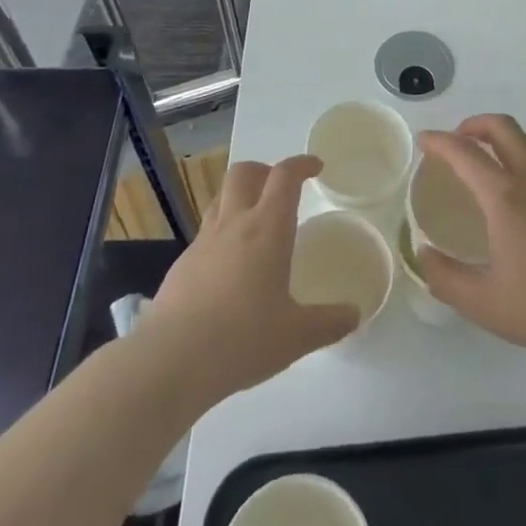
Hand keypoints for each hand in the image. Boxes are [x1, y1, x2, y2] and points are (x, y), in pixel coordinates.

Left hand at [139, 156, 358, 410]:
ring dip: (240, 197)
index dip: (301, 164)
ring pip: (221, 198)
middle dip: (264, 171)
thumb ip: (329, 323)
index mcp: (267, 228)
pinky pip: (205, 234)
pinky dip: (221, 235)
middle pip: (244, 172)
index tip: (316, 167)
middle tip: (280, 189)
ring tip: (254, 223)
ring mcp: (203, 242)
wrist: (170, 361)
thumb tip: (355, 315)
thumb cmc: (242, 339)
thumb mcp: (296, 336)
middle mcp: (234, 223)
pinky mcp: (181, 265)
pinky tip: (228, 268)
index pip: (285, 176)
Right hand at [415, 115, 525, 369]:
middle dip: (474, 124)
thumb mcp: (484, 304)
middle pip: (502, 127)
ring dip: (504, 140)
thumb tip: (423, 254)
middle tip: (458, 142)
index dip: (440, 141)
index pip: (465, 152)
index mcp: (505, 196)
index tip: (424, 140)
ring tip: (490, 165)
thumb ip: (446, 278)